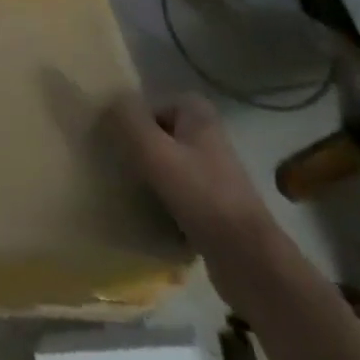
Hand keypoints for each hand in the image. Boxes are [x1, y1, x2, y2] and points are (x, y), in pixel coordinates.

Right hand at [104, 91, 284, 305]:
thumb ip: (129, 120)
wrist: (248, 259)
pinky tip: (151, 215)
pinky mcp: (217, 208)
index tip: (123, 139)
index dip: (140, 118)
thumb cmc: (200, 195)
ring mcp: (216, 176)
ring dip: (151, 177)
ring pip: (171, 165)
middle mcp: (212, 141)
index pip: (161, 103)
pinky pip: (180, 194)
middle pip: (164, 134)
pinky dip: (165, 202)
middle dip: (142, 148)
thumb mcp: (155, 151)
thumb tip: (112, 99)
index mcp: (201, 119)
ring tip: (131, 191)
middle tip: (121, 164)